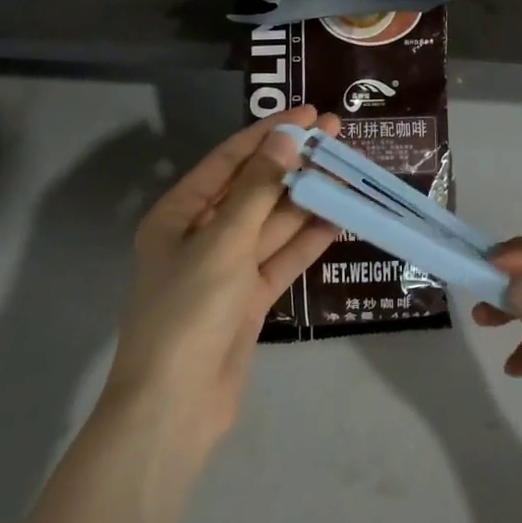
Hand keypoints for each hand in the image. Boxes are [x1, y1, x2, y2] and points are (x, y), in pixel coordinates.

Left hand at [101, 108, 338, 458]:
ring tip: (347, 170)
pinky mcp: (248, 299)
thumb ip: (259, 188)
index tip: (308, 114)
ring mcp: (226, 269)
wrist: (174, 409)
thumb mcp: (223, 241)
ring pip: (273, 223)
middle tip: (337, 134)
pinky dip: (307, 240)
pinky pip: (281, 258)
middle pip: (254, 188)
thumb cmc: (188, 311)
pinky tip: (338, 218)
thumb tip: (286, 138)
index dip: (268, 133)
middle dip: (294, 162)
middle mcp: (201, 235)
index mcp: (178, 214)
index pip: (229, 159)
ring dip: (307, 198)